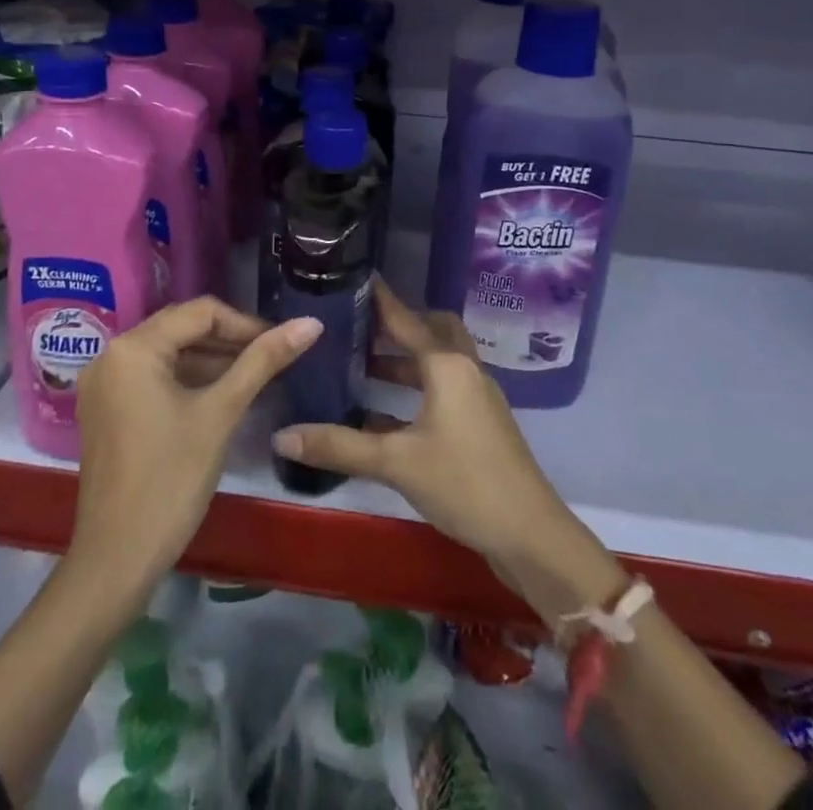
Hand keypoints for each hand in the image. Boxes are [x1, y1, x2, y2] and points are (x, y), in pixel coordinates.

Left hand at [72, 297, 320, 593]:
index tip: (282, 344)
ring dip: (211, 360)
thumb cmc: (171, 480)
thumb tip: (310, 323)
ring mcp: (104, 384)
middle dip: (229, 340)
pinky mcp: (106, 409)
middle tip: (272, 358)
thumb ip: (264, 361)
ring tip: (255, 376)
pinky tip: (221, 395)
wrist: (116, 560)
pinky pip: (153, 377)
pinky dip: (187, 380)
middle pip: (182, 328)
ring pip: (169, 353)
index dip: (246, 324)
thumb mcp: (221, 413)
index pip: (201, 313)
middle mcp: (111, 355)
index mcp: (133, 348)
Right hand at [270, 281, 591, 586]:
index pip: (407, 319)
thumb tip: (282, 437)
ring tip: (363, 367)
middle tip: (360, 327)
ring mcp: (478, 397)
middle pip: (432, 331)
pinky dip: (416, 390)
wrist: (530, 534)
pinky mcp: (482, 423)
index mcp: (447, 366)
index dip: (380, 299)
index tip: (354, 277)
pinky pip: (444, 389)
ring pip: (439, 362)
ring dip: (406, 361)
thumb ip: (339, 446)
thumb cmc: (464, 483)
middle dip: (399, 326)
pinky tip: (384, 415)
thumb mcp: (396, 463)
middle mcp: (465, 370)